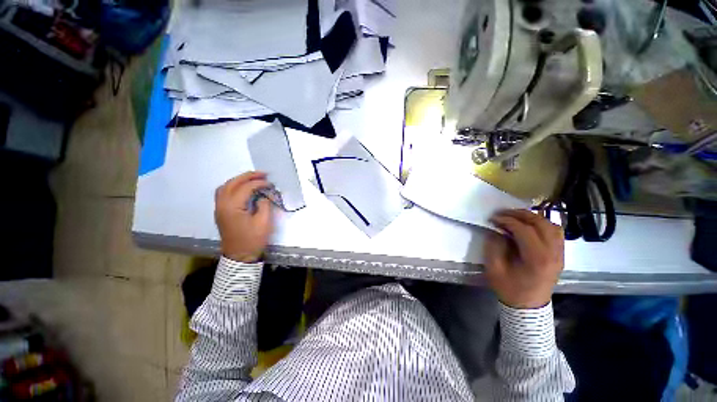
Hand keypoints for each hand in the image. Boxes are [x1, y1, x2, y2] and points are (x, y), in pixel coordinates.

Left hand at [215, 172, 273, 262]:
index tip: (270, 183)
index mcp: (232, 207)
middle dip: (247, 176)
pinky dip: (233, 187)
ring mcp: (219, 209)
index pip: (245, 188)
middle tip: (262, 174)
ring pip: (225, 187)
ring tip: (252, 178)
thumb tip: (262, 197)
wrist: (240, 256)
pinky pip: (223, 194)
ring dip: (238, 180)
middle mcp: (222, 205)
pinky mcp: (221, 213)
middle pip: (232, 183)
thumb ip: (264, 205)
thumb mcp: (264, 222)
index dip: (259, 183)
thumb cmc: (253, 239)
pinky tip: (242, 188)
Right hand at [484, 209, 563, 308]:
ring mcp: (560, 254)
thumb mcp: (494, 268)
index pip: (524, 230)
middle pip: (541, 224)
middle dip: (520, 214)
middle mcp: (553, 254)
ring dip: (533, 217)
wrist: (528, 306)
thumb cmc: (509, 288)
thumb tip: (497, 230)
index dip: (507, 221)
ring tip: (516, 216)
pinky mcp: (560, 255)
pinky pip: (556, 232)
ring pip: (552, 225)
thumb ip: (494, 246)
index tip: (493, 218)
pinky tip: (530, 224)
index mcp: (537, 259)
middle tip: (503, 213)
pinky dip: (543, 224)